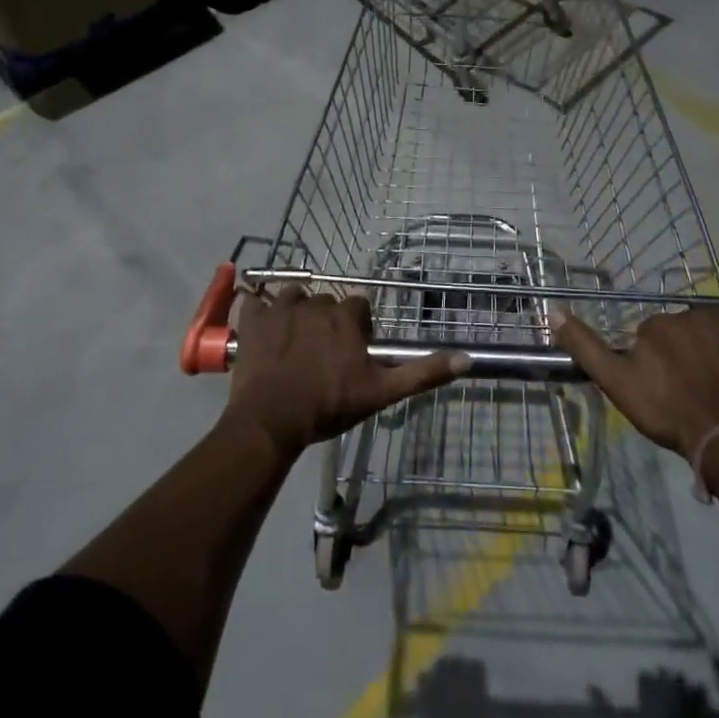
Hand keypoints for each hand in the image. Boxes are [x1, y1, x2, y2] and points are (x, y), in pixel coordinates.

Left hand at [224, 286, 468, 458]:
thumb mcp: (381, 393)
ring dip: (295, 312)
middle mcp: (315, 303)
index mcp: (345, 317)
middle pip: (326, 302)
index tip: (353, 350)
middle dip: (327, 320)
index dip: (358, 326)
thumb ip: (421, 373)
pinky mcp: (252, 319)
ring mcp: (280, 308)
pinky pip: (255, 301)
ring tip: (293, 341)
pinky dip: (258, 311)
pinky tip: (261, 329)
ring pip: (293, 297)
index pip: (358, 306)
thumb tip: (466, 359)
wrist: (272, 420)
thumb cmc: (329, 404)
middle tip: (323, 353)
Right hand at [553, 306, 718, 461]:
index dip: (653, 360)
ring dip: (709, 343)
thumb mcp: (616, 383)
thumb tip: (553, 311)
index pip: (650, 335)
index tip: (659, 384)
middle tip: (686, 385)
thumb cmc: (665, 412)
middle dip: (681, 350)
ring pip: (710, 326)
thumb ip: (586, 347)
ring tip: (714, 378)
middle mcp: (689, 313)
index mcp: (655, 324)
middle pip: (681, 329)